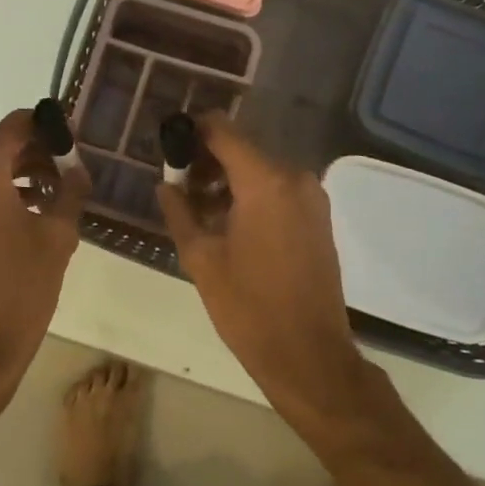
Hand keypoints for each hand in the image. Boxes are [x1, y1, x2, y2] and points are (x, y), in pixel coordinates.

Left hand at [0, 109, 90, 420]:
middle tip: (67, 177)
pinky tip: (23, 220)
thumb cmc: (19, 288)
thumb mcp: (57, 237)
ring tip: (50, 202)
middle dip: (34, 158)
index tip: (72, 143)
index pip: (16, 125)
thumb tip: (77, 170)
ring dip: (15, 180)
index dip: (46, 128)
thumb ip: (70, 192)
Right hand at [157, 115, 366, 417]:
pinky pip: (278, 190)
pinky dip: (251, 195)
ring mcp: (312, 197)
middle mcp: (294, 177)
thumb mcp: (201, 258)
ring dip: (227, 181)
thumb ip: (179, 211)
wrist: (309, 355)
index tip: (169, 149)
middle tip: (178, 188)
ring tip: (199, 212)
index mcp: (265, 181)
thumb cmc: (249, 307)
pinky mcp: (318, 216)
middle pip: (241, 149)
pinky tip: (229, 224)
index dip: (192, 132)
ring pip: (259, 170)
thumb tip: (166, 185)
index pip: (222, 130)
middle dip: (207, 162)